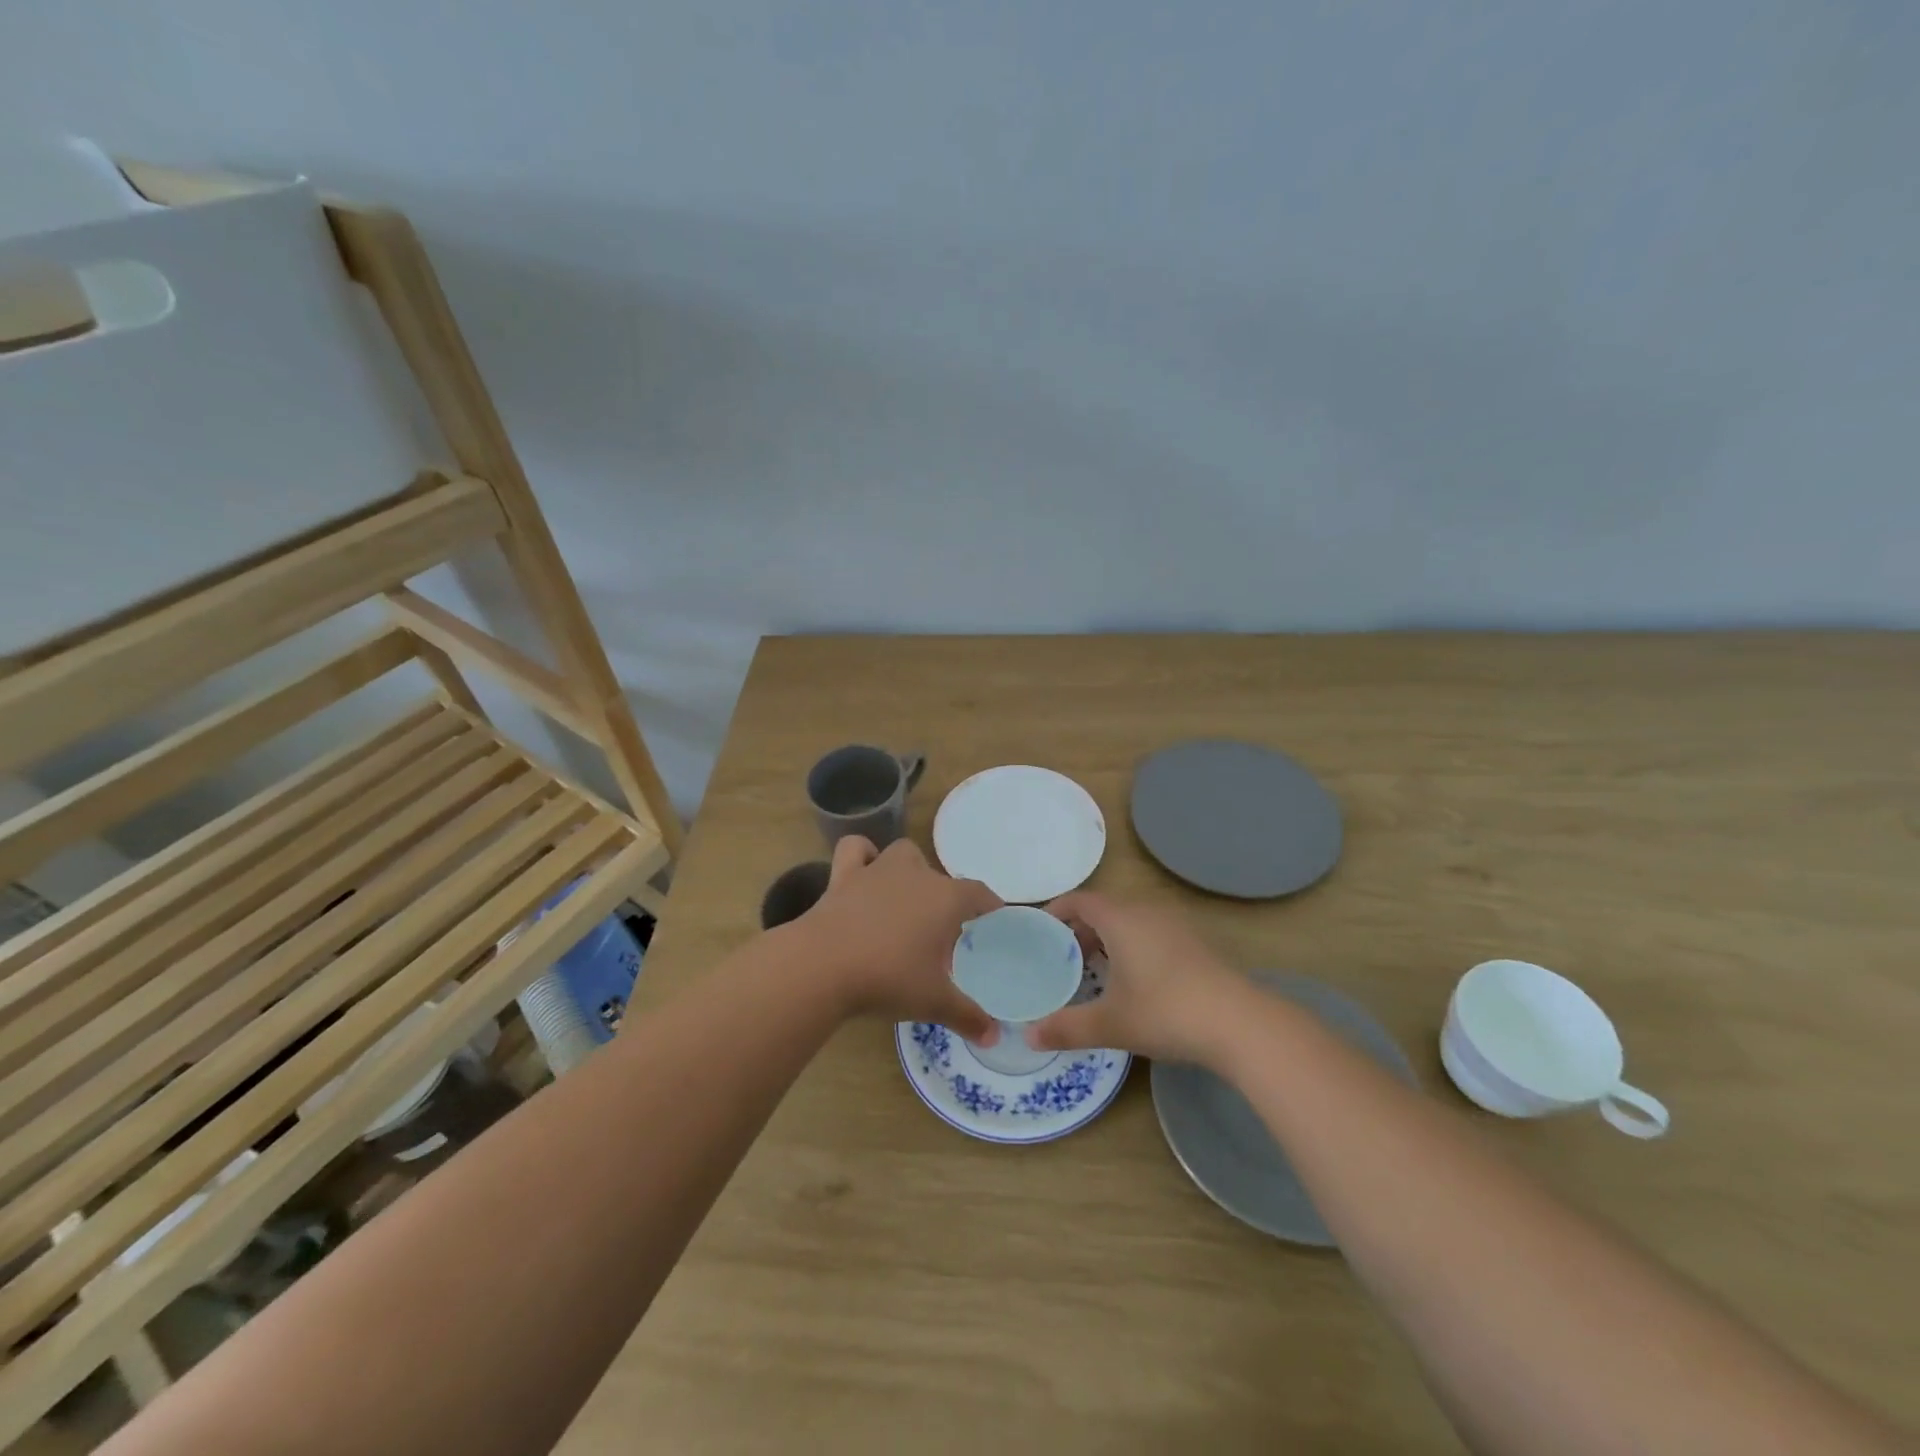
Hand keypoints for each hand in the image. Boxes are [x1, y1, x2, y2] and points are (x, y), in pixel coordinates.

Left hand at [790, 836, 1001, 1039]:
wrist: (823, 965)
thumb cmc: (889, 978)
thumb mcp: (934, 1002)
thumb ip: (967, 1016)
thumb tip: (993, 1036)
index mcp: (946, 898)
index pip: (978, 894)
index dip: (989, 905)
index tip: (993, 918)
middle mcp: (916, 874)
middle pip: (941, 878)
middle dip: (946, 900)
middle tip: (942, 934)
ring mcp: (878, 870)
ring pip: (903, 854)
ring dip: (909, 870)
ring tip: (907, 899)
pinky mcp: (843, 876)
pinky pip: (856, 850)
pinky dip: (863, 855)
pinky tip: (864, 872)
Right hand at [1027, 892, 1244, 1062]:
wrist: (1240, 1024)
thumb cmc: (1165, 1012)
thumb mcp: (1110, 1023)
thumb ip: (1066, 1028)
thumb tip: (1029, 1036)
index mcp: (1121, 919)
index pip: (1080, 900)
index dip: (1056, 910)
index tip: (1040, 930)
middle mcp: (1147, 912)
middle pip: (1104, 909)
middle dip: (1080, 929)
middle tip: (1062, 958)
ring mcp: (1176, 926)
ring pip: (1130, 921)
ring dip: (1108, 939)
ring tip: (1094, 970)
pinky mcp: (1196, 944)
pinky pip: (1151, 933)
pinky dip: (1132, 947)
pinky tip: (1135, 981)